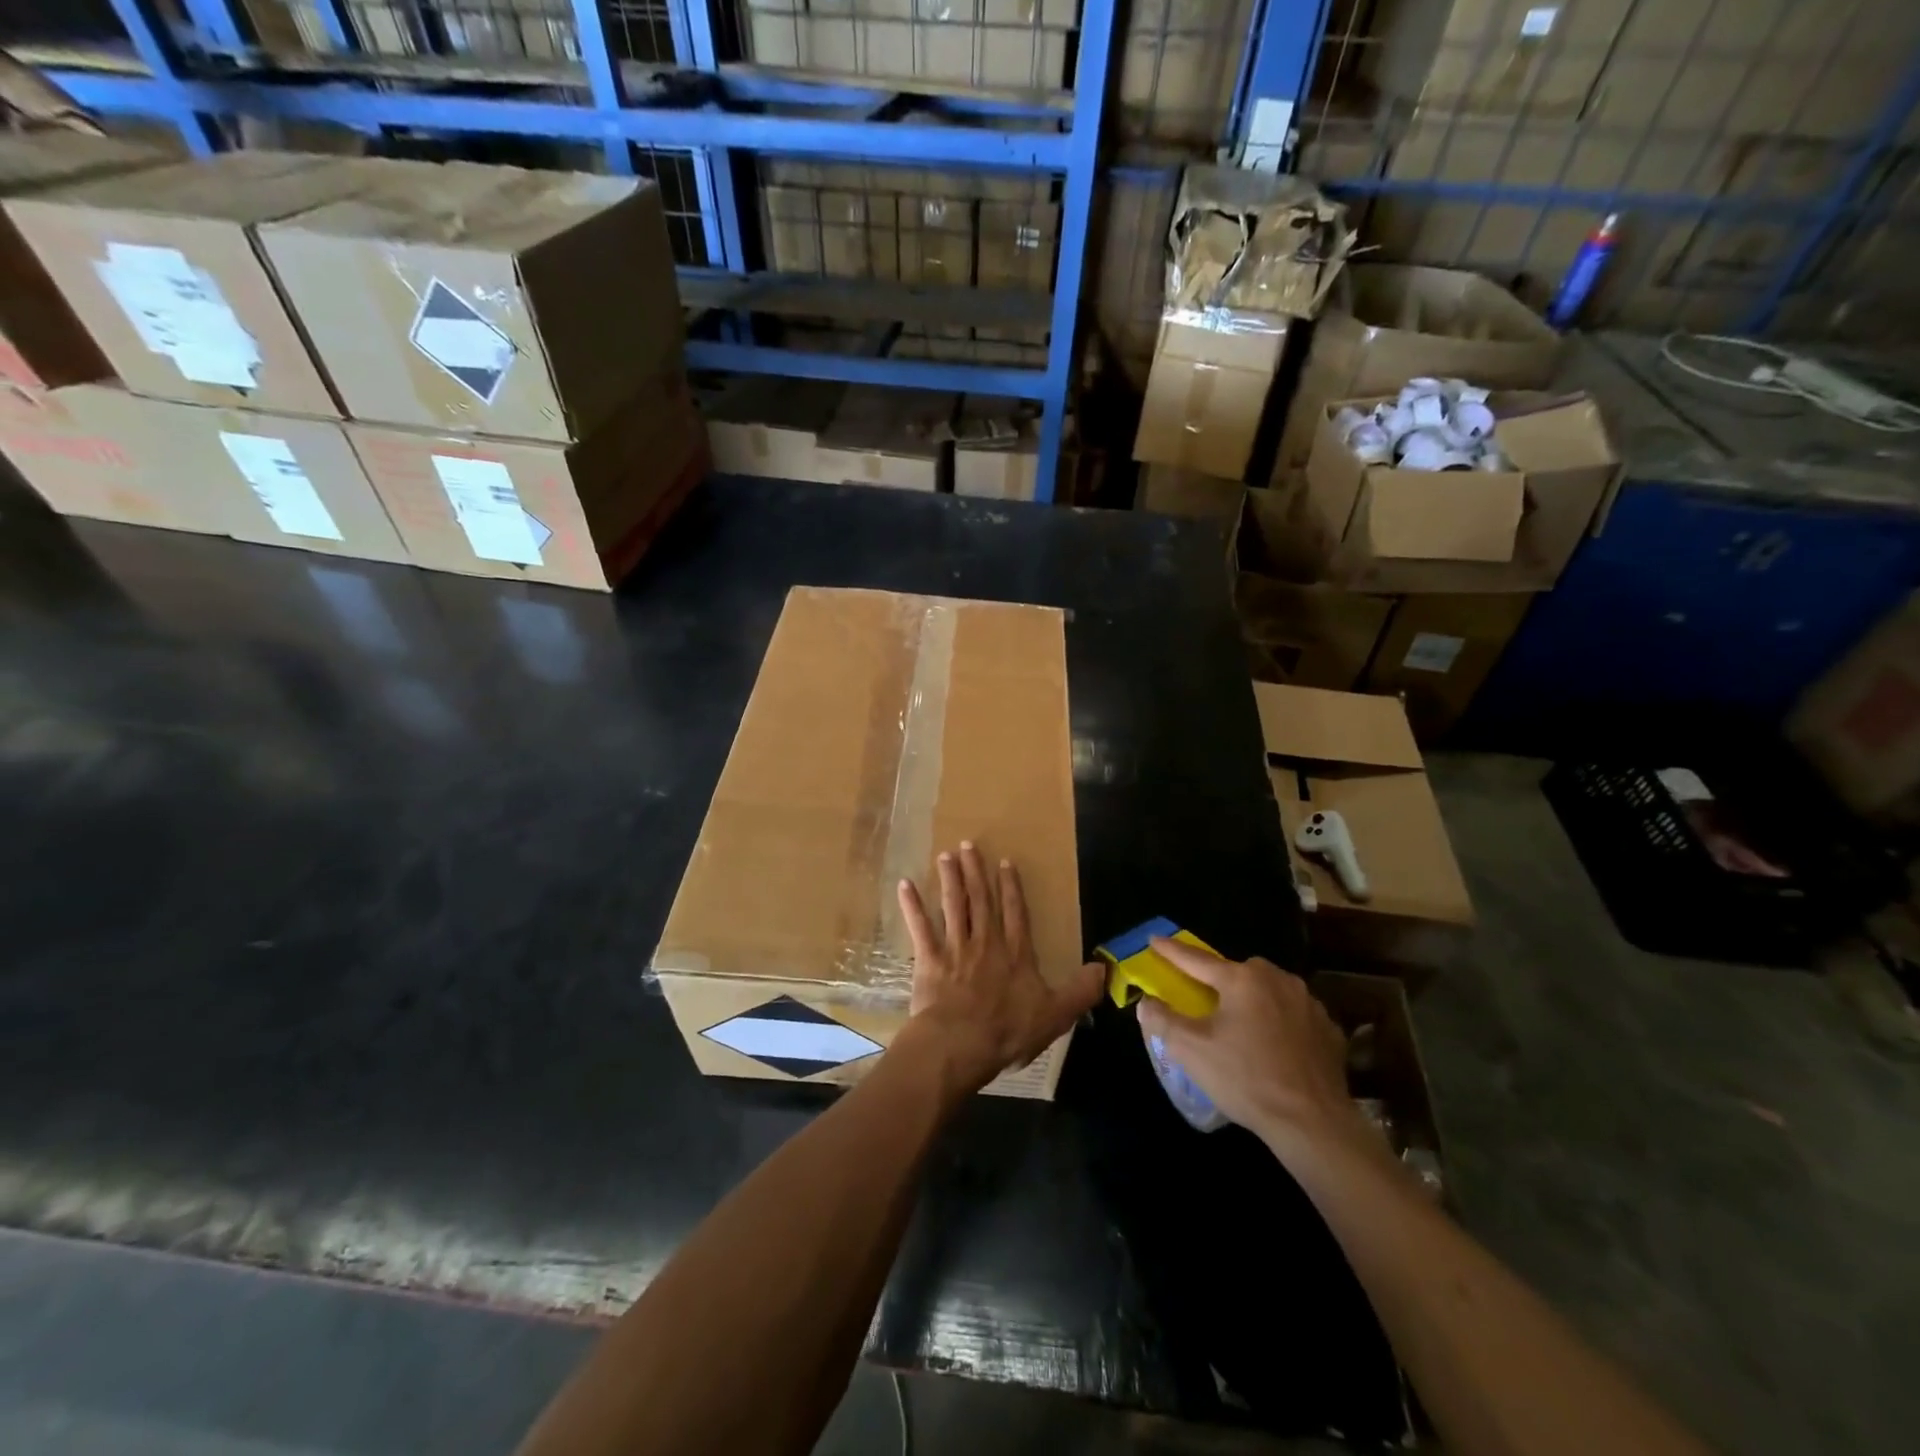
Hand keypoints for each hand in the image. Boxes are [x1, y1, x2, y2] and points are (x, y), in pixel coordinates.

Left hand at [894, 843, 1102, 1091]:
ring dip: (949, 880)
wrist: (961, 1043)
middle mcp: (985, 943)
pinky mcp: (929, 960)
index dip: (1011, 887)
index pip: (1015, 913)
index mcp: (1015, 954)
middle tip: (968, 845)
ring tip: (945, 856)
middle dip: (975, 872)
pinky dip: (912, 906)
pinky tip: (904, 885)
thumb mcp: (1055, 1015)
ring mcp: (955, 949)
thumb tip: (1104, 969)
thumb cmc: (1008, 1031)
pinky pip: (920, 927)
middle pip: (980, 901)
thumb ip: (1080, 991)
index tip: (1005, 862)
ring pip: (953, 906)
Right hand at [1137, 937, 1369, 1162]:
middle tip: (1206, 1000)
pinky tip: (1275, 1047)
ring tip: (1243, 1025)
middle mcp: (1278, 980)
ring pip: (1270, 990)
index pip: (1196, 959)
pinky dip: (1281, 1022)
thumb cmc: (1245, 1078)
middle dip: (1220, 979)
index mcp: (1242, 979)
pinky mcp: (1329, 1030)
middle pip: (1238, 972)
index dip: (1171, 950)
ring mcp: (1309, 1004)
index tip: (1154, 939)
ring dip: (1253, 1000)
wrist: (1312, 1123)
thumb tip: (1146, 1002)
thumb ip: (1163, 1020)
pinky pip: (1295, 1016)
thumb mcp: (1191, 1050)